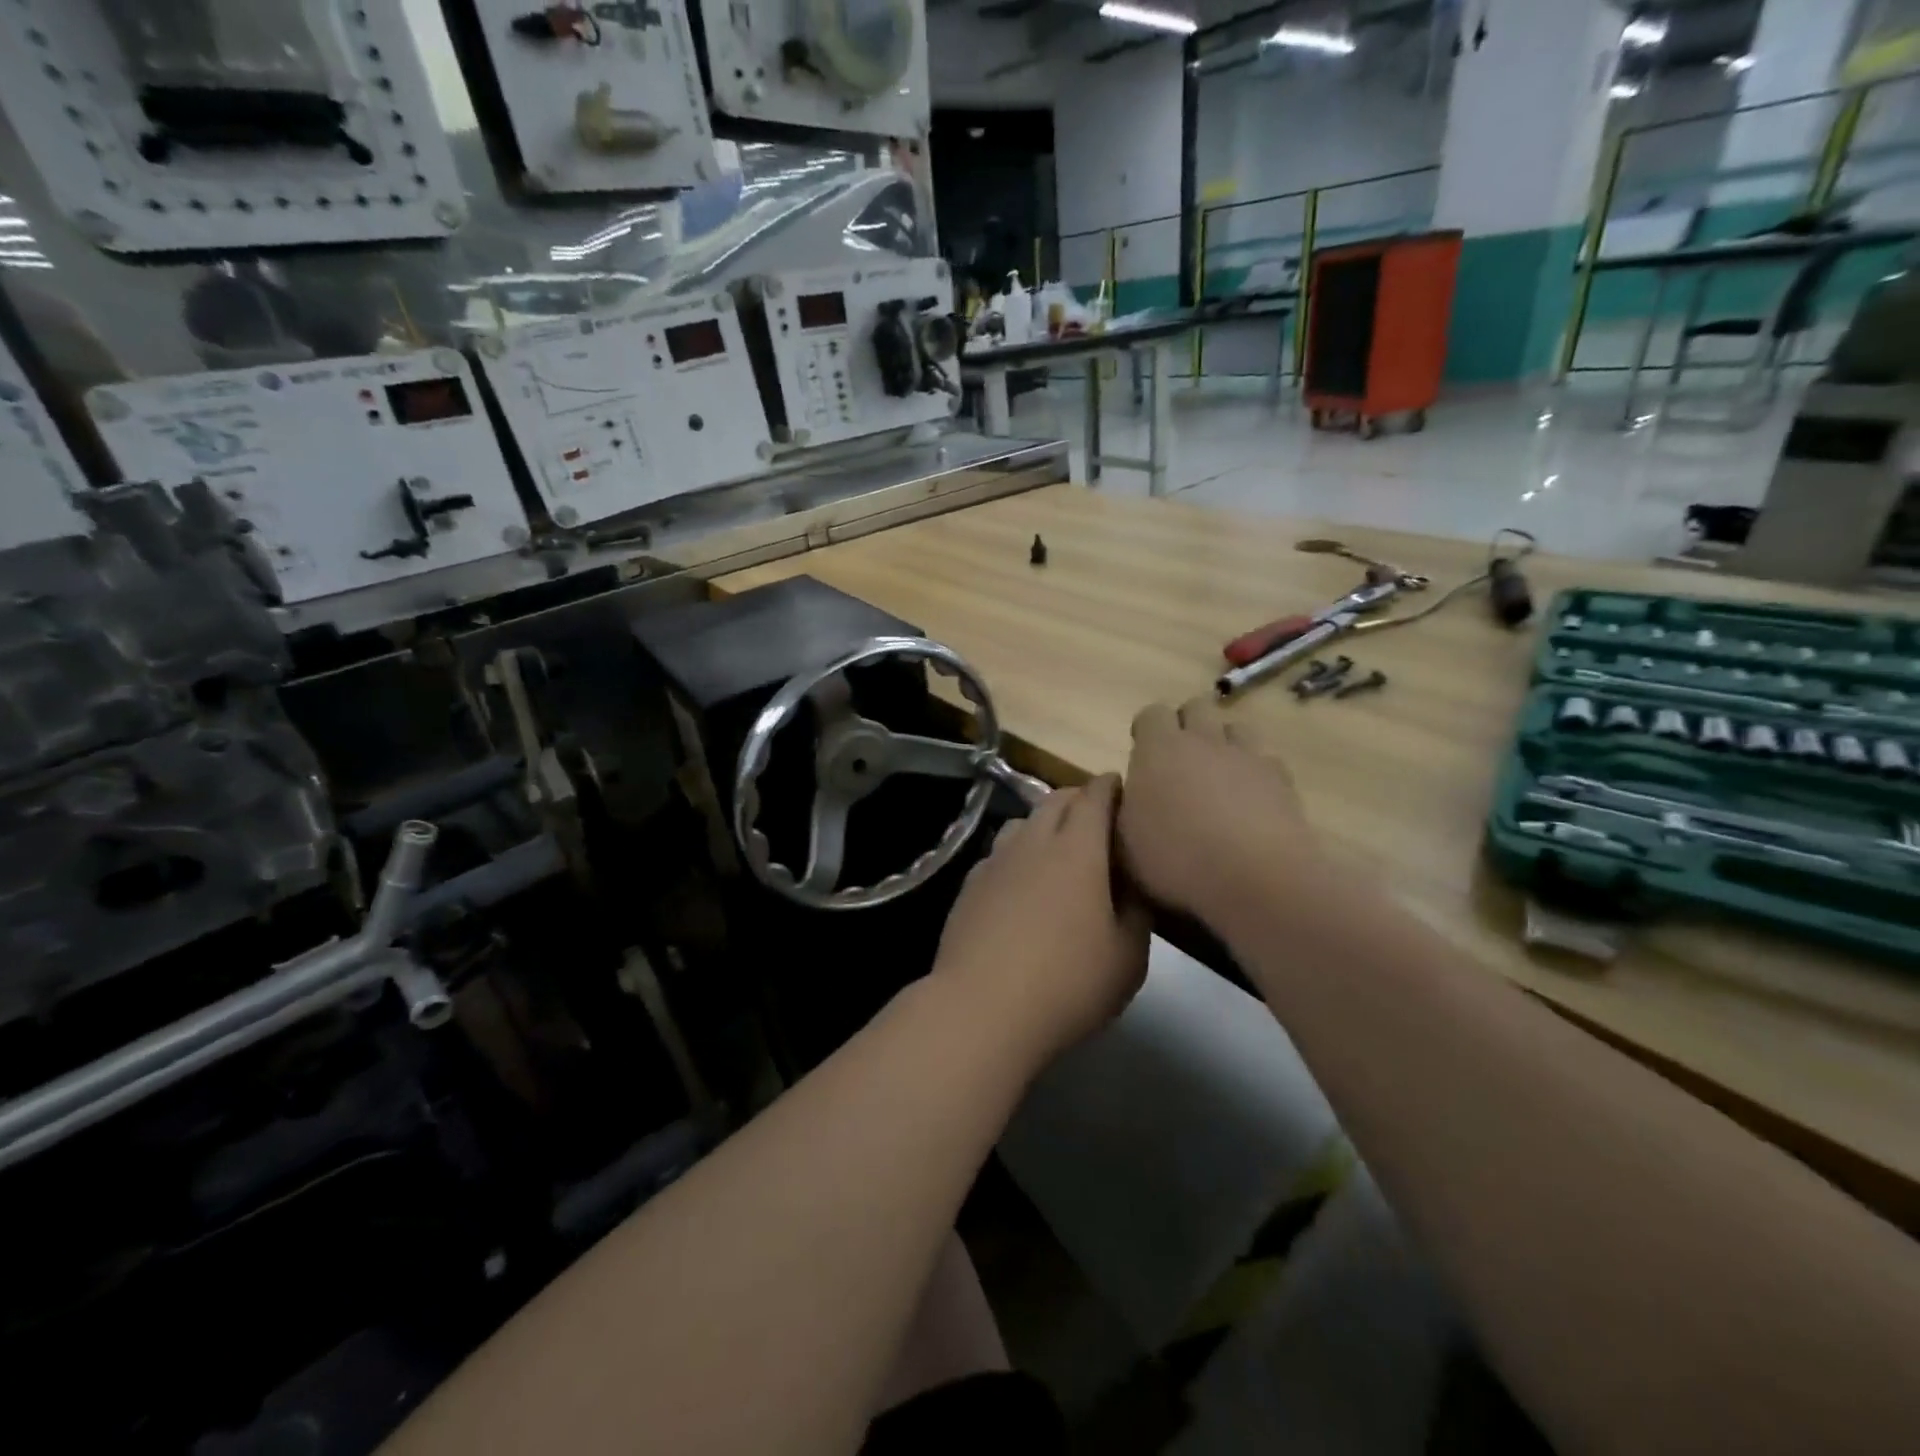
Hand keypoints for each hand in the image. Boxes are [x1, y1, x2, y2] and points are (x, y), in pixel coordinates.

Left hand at [930, 775, 1149, 1062]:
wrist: (983, 1008)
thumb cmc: (1068, 983)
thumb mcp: (1128, 957)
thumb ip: (1137, 913)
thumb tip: (1132, 887)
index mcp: (1078, 849)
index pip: (1094, 797)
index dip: (1109, 786)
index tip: (1121, 787)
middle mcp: (1033, 842)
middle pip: (1055, 800)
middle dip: (1078, 798)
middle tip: (1096, 816)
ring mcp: (995, 861)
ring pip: (1022, 822)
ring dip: (1043, 822)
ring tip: (1057, 846)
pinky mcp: (969, 885)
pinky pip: (998, 853)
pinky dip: (1016, 853)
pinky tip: (1020, 881)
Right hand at [1119, 698, 1314, 933]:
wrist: (1255, 879)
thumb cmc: (1176, 860)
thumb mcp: (1125, 842)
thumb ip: (1124, 808)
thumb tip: (1130, 792)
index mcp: (1159, 749)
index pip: (1151, 714)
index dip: (1146, 731)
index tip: (1143, 755)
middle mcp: (1203, 741)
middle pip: (1197, 707)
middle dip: (1187, 726)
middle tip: (1180, 762)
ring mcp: (1247, 756)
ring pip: (1236, 727)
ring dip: (1225, 743)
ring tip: (1218, 777)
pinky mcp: (1282, 779)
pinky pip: (1266, 760)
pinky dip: (1256, 772)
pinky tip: (1251, 801)